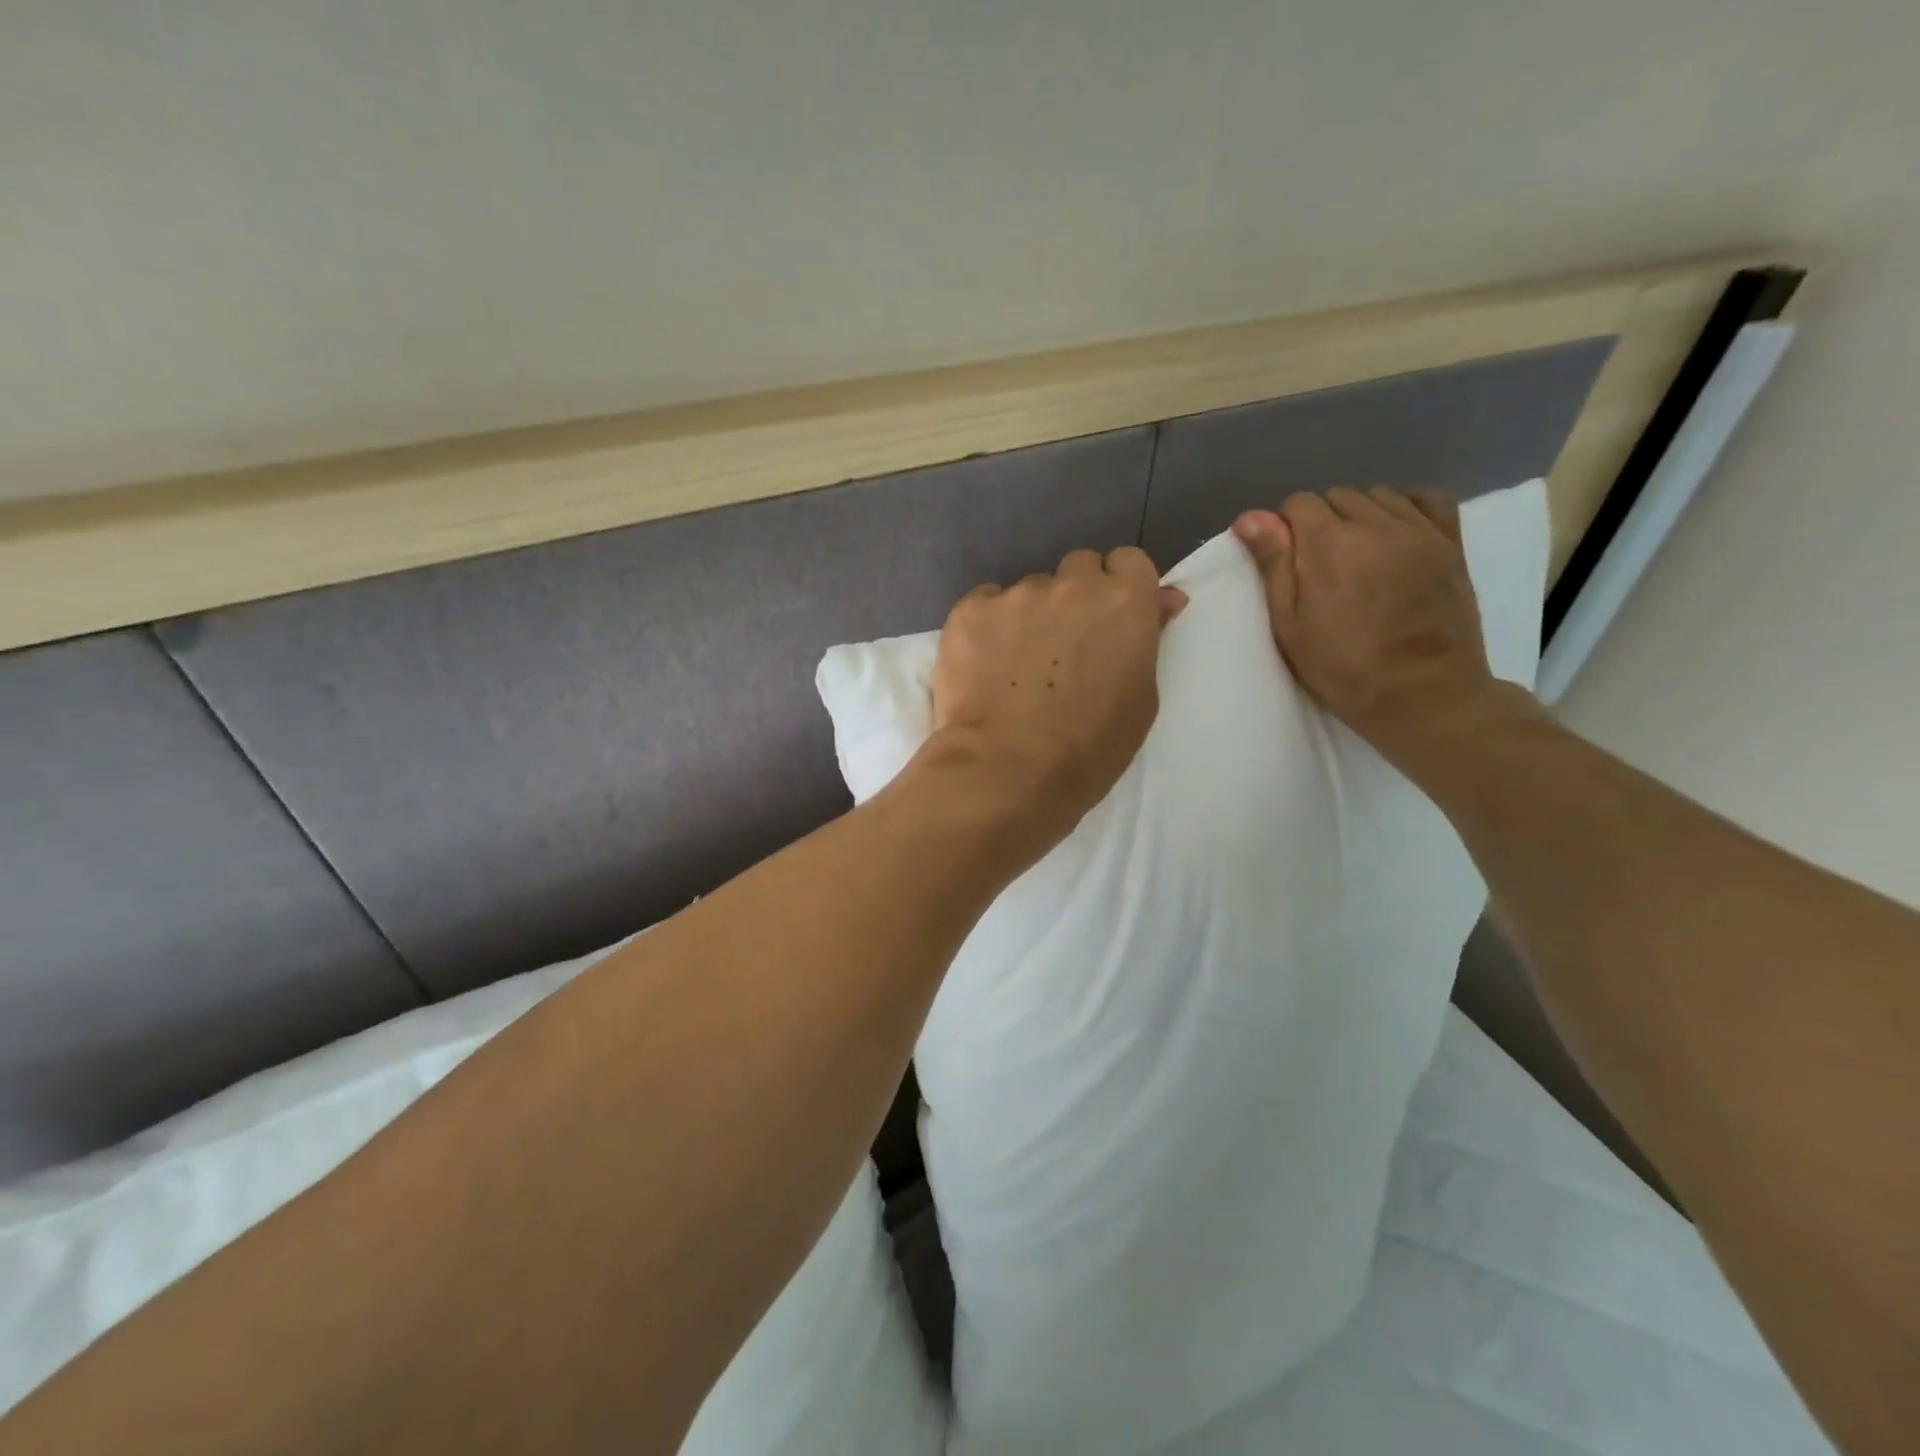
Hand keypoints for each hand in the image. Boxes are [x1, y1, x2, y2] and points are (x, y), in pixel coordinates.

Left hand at [919, 547, 1185, 859]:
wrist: (1009, 770)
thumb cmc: (1090, 748)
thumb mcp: (1140, 698)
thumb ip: (1147, 639)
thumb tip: (1161, 599)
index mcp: (1124, 601)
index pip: (1127, 561)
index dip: (1118, 587)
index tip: (1108, 620)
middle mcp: (1072, 585)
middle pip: (1077, 568)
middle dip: (1075, 596)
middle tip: (1062, 645)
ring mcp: (1016, 595)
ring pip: (1028, 591)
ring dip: (1028, 616)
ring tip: (1015, 667)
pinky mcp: (969, 611)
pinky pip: (984, 606)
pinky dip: (987, 628)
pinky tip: (983, 666)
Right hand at [1232, 487, 1515, 765]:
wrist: (1421, 693)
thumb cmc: (1342, 667)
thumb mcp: (1289, 624)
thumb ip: (1273, 564)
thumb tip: (1250, 516)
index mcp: (1328, 543)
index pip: (1298, 503)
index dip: (1284, 529)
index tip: (1287, 562)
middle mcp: (1375, 523)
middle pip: (1337, 496)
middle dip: (1321, 520)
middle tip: (1319, 565)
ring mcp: (1419, 530)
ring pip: (1379, 495)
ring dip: (1360, 514)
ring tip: (1357, 552)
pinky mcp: (1451, 543)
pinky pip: (1428, 498)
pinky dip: (1406, 505)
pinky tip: (1396, 532)